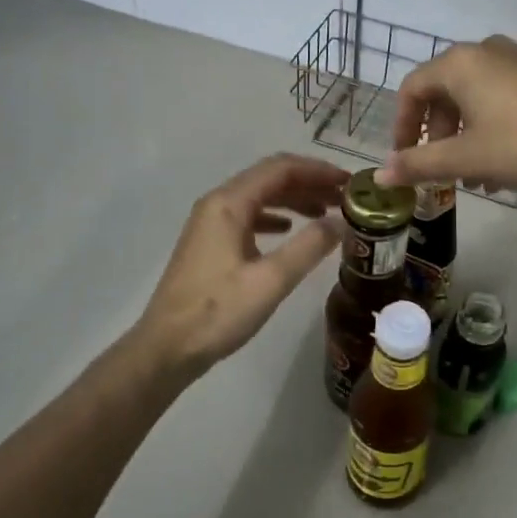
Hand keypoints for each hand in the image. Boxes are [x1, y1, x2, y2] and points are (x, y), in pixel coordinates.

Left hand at [135, 154, 346, 377]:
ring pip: (260, 196)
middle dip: (309, 183)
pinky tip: (290, 230)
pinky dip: (275, 216)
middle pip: (270, 178)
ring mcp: (210, 223)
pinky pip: (249, 216)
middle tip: (344, 199)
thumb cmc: (217, 312)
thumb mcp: (271, 280)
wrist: (166, 349)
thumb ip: (309, 246)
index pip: (281, 168)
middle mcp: (218, 203)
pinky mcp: (210, 243)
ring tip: (326, 213)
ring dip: (294, 199)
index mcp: (229, 203)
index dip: (319, 171)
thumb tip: (341, 222)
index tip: (350, 184)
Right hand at [376, 35, 516, 192]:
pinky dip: (494, 125)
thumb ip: (419, 164)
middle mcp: (487, 50)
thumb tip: (381, 174)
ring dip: (468, 136)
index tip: (405, 159)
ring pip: (477, 96)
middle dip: (440, 135)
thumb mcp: (466, 158)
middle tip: (443, 170)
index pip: (412, 88)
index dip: (403, 126)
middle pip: (445, 91)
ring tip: (477, 177)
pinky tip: (507, 163)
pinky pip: (505, 95)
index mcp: (460, 62)